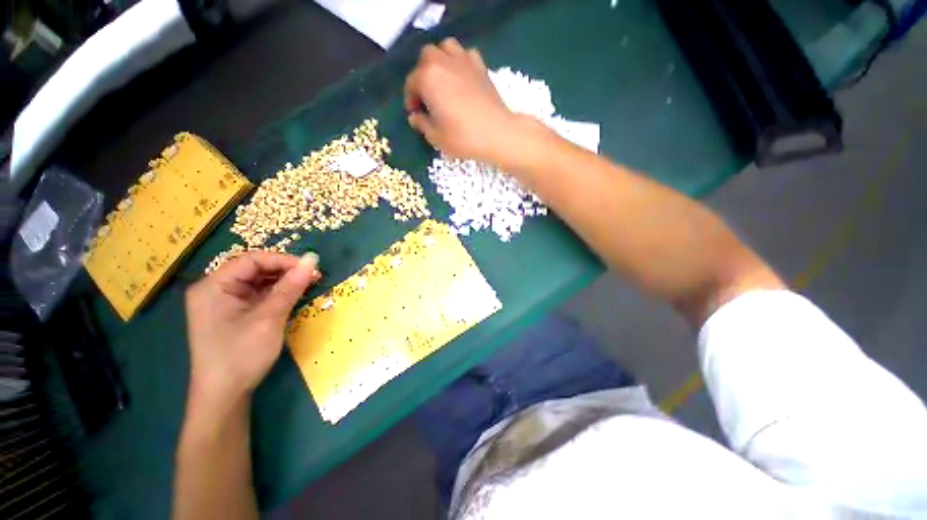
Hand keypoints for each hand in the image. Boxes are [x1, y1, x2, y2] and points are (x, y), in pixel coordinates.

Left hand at [184, 251, 320, 403]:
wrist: (225, 395)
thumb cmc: (241, 355)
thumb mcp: (269, 319)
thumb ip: (290, 287)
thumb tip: (313, 259)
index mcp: (213, 286)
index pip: (252, 260)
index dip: (283, 260)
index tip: (311, 267)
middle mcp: (215, 289)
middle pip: (254, 269)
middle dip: (285, 271)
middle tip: (313, 277)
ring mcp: (224, 302)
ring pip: (259, 281)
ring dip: (284, 282)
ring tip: (308, 285)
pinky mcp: (234, 313)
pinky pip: (259, 294)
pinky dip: (278, 294)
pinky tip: (294, 296)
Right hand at [405, 38, 538, 167]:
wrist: (497, 133)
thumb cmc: (463, 137)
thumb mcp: (436, 137)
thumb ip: (421, 124)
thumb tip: (415, 116)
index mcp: (427, 77)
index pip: (411, 83)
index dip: (410, 100)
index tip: (416, 114)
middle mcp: (443, 61)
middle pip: (425, 59)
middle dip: (422, 76)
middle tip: (428, 97)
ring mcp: (464, 60)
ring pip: (445, 48)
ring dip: (440, 61)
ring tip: (442, 82)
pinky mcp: (481, 66)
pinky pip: (465, 55)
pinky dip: (460, 62)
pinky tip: (461, 78)